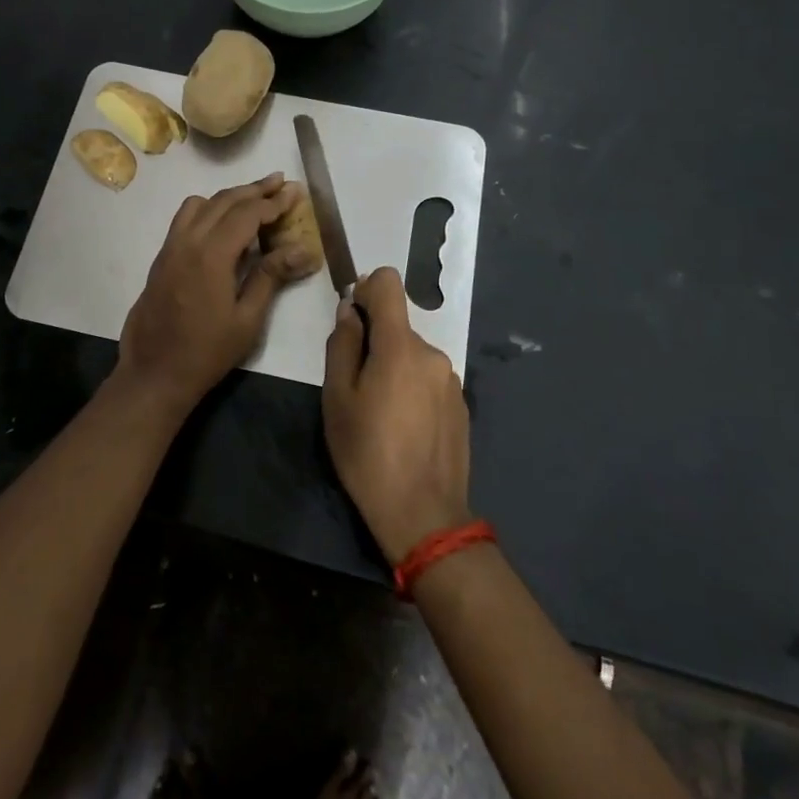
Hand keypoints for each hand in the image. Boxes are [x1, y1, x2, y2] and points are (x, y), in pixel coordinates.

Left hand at [118, 173, 311, 412]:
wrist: (154, 373)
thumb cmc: (207, 352)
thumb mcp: (247, 319)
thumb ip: (271, 276)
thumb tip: (303, 249)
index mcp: (211, 254)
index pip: (247, 213)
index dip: (273, 201)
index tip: (294, 192)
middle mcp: (188, 241)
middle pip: (224, 200)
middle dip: (254, 189)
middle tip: (280, 182)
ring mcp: (170, 247)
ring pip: (200, 204)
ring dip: (229, 196)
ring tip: (254, 200)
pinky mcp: (162, 258)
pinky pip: (185, 219)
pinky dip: (208, 209)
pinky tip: (223, 224)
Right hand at [321, 267, 472, 564]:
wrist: (424, 515)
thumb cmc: (368, 454)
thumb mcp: (337, 398)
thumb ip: (342, 345)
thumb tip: (350, 310)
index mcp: (400, 346)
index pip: (389, 283)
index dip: (366, 289)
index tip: (352, 317)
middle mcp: (432, 353)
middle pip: (398, 325)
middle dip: (375, 341)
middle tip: (355, 385)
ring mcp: (451, 380)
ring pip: (412, 354)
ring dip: (394, 367)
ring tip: (379, 413)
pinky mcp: (461, 405)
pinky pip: (428, 379)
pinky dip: (412, 388)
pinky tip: (403, 428)